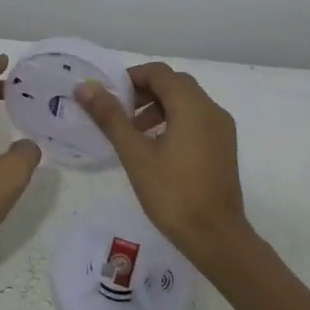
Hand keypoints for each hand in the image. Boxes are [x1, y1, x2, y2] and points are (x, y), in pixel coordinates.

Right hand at [76, 62, 249, 261]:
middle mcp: (211, 109)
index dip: (131, 77)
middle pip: (174, 84)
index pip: (159, 72)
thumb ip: (110, 117)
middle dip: (144, 92)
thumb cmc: (172, 193)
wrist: (216, 237)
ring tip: (134, 132)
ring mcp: (222, 129)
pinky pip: (197, 119)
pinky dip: (174, 121)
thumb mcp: (135, 154)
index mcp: (192, 105)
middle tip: (119, 113)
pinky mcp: (224, 146)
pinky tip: (157, 147)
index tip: (109, 96)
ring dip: (158, 107)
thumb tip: (85, 88)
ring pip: (186, 102)